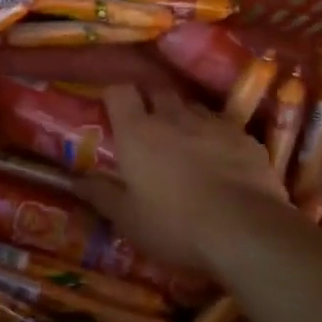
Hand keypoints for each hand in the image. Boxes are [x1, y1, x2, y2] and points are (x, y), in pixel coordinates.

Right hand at [76, 84, 284, 276]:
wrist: (246, 231)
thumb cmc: (174, 224)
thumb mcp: (127, 218)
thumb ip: (100, 194)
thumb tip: (75, 180)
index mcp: (137, 132)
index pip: (120, 91)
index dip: (115, 94)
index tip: (112, 107)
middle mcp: (173, 117)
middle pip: (158, 90)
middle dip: (150, 100)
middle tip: (146, 123)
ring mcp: (213, 125)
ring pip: (192, 107)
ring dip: (183, 117)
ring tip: (183, 140)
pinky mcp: (245, 139)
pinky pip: (223, 127)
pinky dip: (215, 136)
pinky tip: (219, 159)